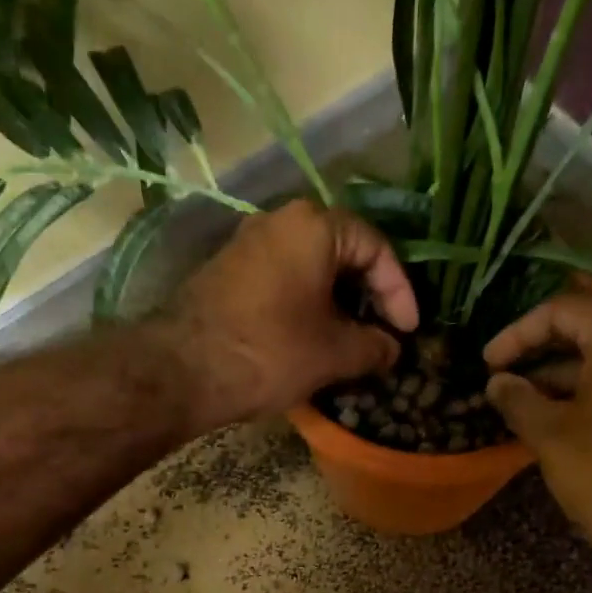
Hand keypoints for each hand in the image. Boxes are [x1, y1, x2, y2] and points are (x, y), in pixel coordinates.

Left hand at [157, 199, 418, 430]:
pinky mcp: (227, 273)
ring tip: (349, 345)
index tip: (408, 332)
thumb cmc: (270, 352)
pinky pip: (282, 283)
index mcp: (315, 226)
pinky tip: (309, 342)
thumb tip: (392, 348)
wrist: (183, 370)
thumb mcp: (334, 354)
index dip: (400, 292)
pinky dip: (305, 308)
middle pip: (342, 253)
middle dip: (367, 298)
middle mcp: (280, 222)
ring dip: (336, 305)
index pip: (376, 248)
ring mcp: (248, 245)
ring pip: (310, 269)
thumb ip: (373, 347)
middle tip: (381, 336)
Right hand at [484, 291, 591, 585]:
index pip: (564, 309)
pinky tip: (551, 416)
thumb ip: (518, 401)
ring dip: (559, 372)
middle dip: (540, 346)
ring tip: (517, 398)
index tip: (487, 362)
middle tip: (502, 369)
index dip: (518, 332)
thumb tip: (496, 382)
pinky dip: (583, 390)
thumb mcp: (550, 435)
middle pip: (588, 326)